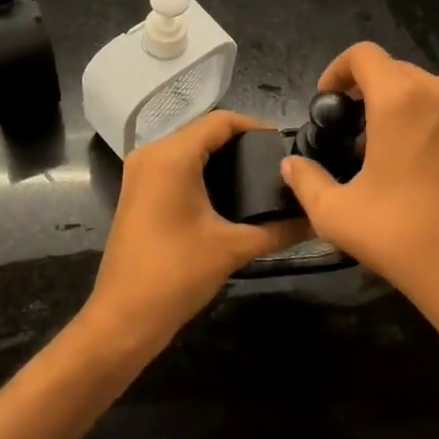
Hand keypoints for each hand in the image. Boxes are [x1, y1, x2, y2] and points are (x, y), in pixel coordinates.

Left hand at [84, 111, 309, 356]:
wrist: (123, 318)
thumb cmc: (177, 274)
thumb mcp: (233, 248)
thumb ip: (277, 230)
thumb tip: (315, 220)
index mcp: (172, 155)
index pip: (221, 121)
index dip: (255, 127)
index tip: (284, 147)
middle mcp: (151, 152)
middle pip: (203, 131)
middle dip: (240, 143)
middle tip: (275, 164)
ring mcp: (140, 171)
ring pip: (188, 147)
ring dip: (220, 156)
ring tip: (258, 177)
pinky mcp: (137, 189)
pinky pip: (175, 164)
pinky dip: (201, 169)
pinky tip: (227, 192)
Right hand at [280, 43, 438, 403]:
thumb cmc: (403, 236)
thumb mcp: (337, 213)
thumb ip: (306, 180)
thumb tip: (291, 164)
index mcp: (400, 99)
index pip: (363, 54)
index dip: (336, 70)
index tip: (325, 103)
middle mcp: (438, 93)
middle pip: (392, 68)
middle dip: (363, 88)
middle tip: (344, 128)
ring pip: (420, 88)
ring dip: (393, 102)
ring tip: (374, 146)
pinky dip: (420, 118)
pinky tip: (409, 163)